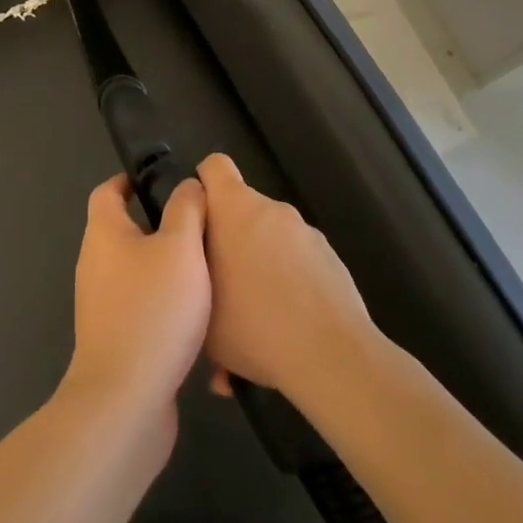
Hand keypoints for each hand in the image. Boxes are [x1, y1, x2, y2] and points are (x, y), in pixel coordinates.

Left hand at [60, 175, 210, 431]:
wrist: (126, 401)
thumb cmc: (153, 310)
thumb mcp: (181, 248)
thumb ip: (187, 209)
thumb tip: (188, 184)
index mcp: (104, 233)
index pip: (108, 191)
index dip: (132, 180)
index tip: (164, 181)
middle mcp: (95, 264)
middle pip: (123, 230)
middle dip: (157, 225)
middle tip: (200, 226)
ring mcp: (101, 305)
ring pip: (135, 271)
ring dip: (164, 267)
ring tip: (206, 268)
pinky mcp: (114, 339)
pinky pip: (140, 307)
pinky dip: (163, 303)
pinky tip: (196, 316)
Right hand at [196, 154, 376, 401]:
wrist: (331, 356)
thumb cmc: (253, 324)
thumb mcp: (200, 304)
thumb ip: (192, 268)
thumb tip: (195, 259)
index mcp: (234, 208)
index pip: (214, 166)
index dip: (203, 187)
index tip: (197, 221)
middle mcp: (271, 209)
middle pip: (242, 209)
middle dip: (231, 238)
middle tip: (222, 282)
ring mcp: (305, 231)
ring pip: (270, 237)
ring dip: (260, 261)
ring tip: (256, 312)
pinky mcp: (330, 257)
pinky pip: (297, 260)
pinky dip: (289, 279)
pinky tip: (287, 322)